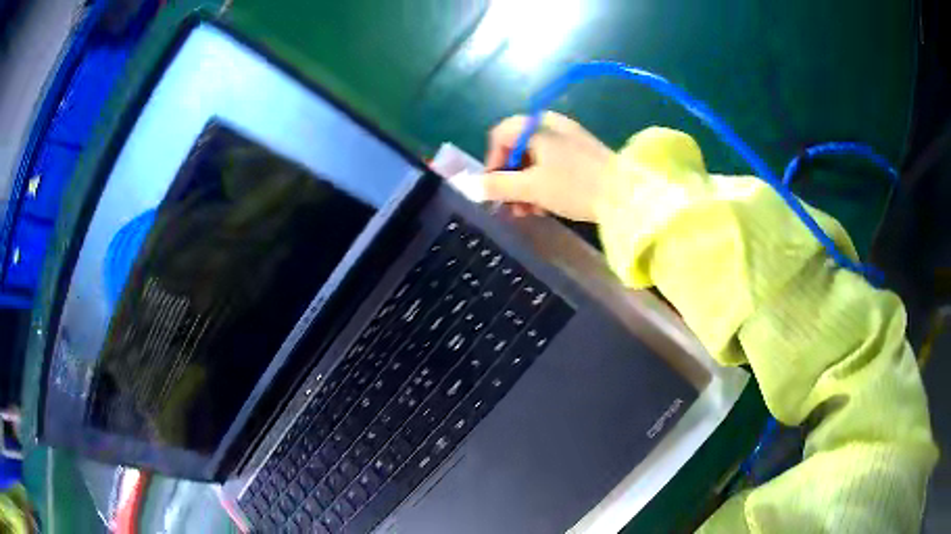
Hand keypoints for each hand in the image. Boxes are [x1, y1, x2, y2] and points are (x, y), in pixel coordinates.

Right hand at [481, 112, 613, 221]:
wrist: (627, 195)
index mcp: (537, 126)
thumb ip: (498, 186)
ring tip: (526, 212)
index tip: (492, 188)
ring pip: (535, 159)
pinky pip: (553, 164)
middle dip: (509, 179)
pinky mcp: (583, 154)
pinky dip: (544, 183)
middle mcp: (552, 125)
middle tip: (509, 205)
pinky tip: (545, 206)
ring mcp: (569, 139)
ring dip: (525, 185)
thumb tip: (471, 186)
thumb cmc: (574, 186)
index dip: (490, 161)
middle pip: (517, 148)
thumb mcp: (531, 187)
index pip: (499, 135)